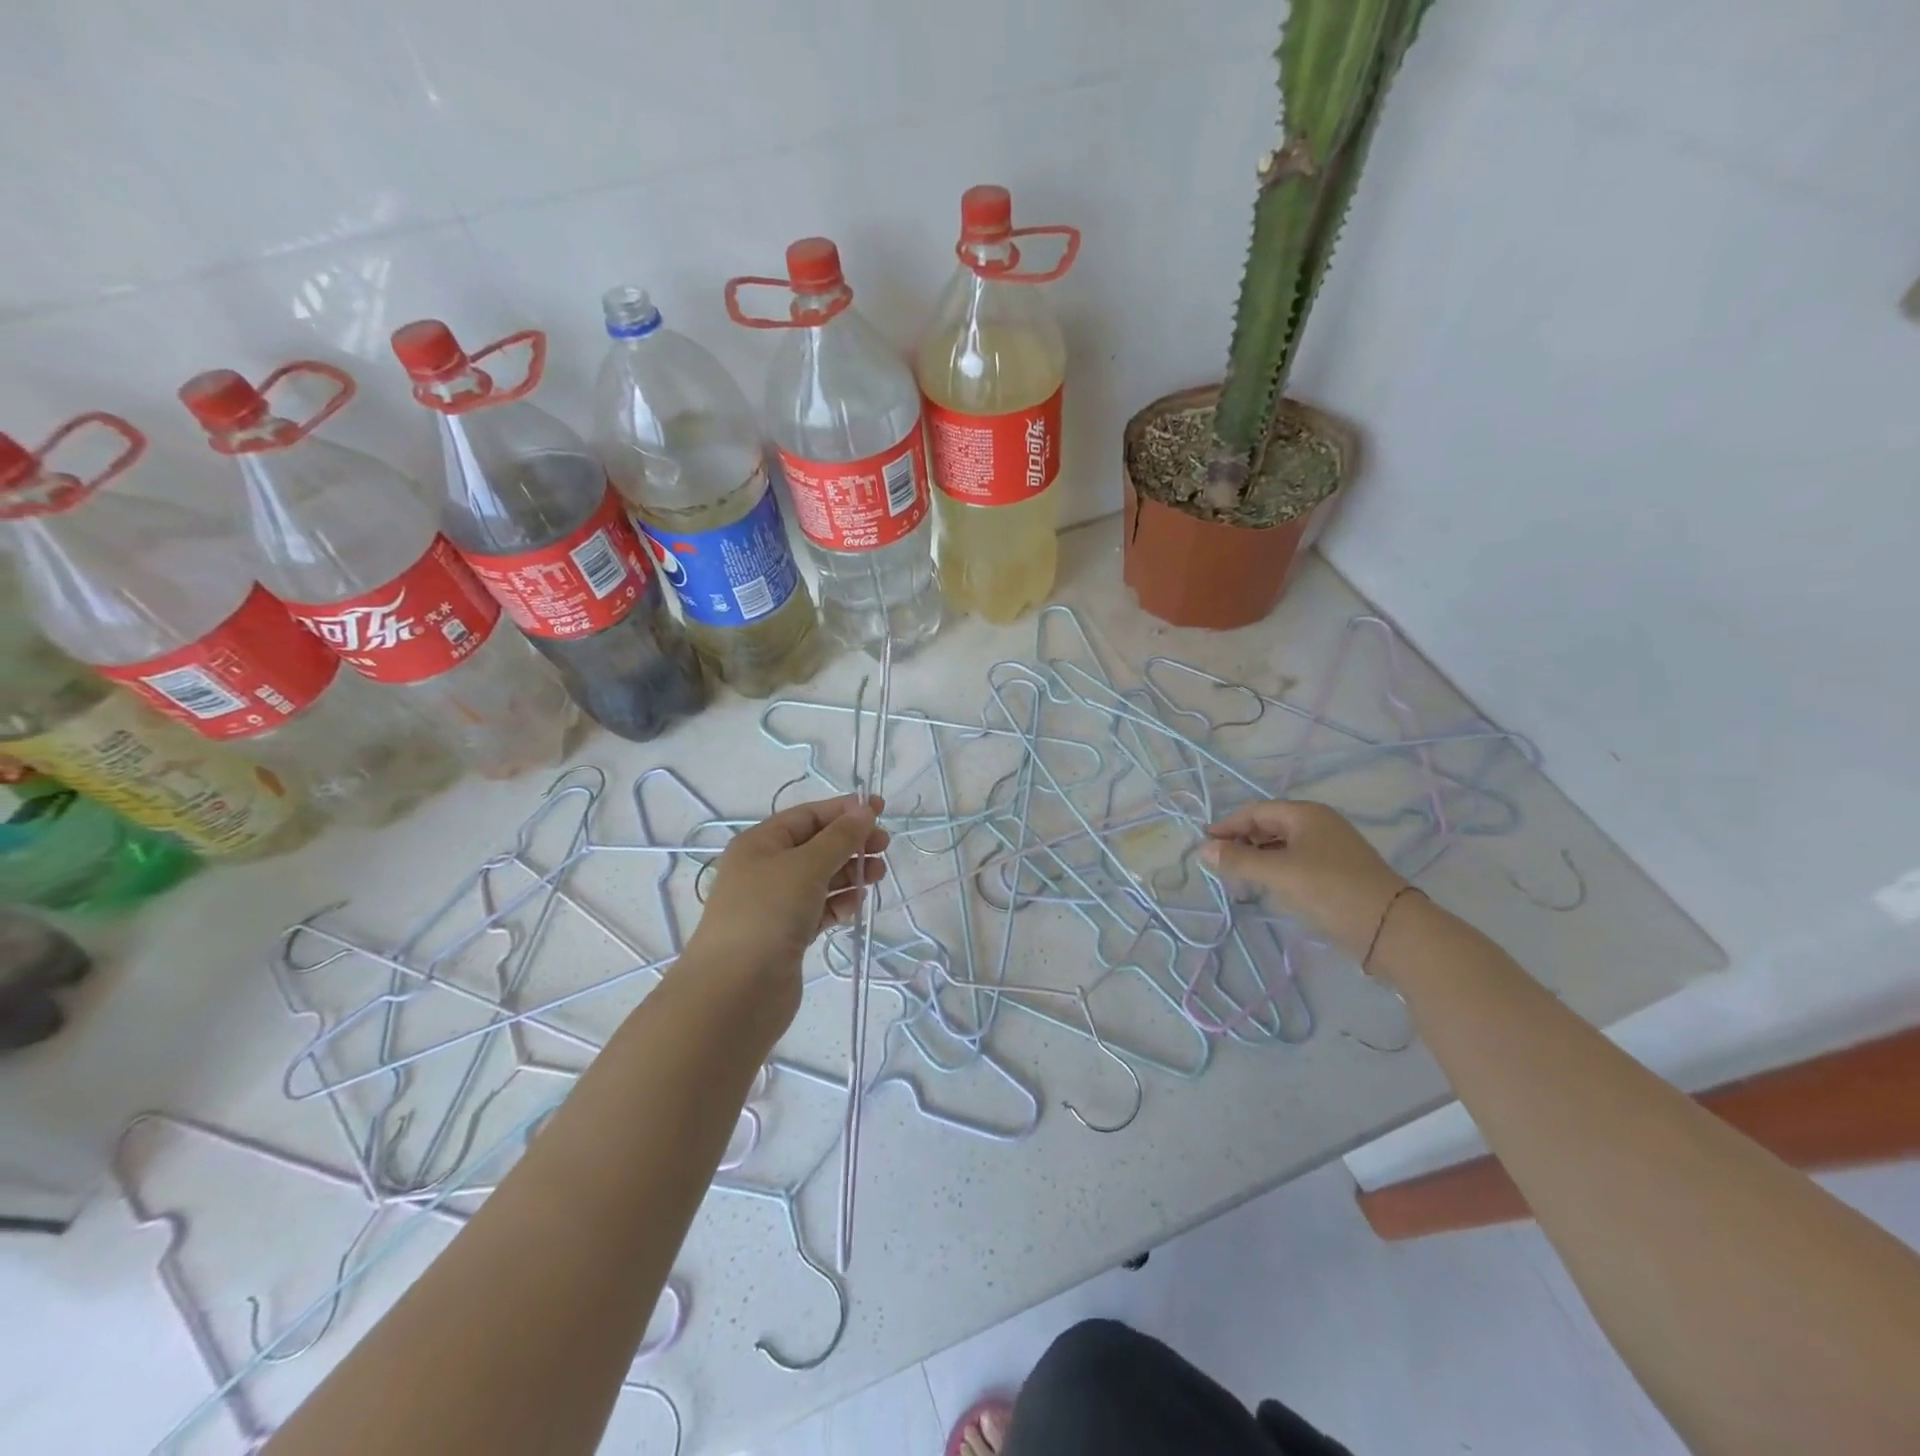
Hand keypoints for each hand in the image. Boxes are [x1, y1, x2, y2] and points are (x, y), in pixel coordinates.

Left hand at [685, 795, 889, 987]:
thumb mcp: (807, 865)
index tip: (880, 811)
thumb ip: (840, 837)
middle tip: (884, 848)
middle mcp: (765, 869)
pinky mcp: (786, 934)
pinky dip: (838, 904)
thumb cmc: (768, 913)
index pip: (807, 816)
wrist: (736, 990)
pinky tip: (854, 908)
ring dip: (850, 874)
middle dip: (851, 844)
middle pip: (816, 846)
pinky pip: (819, 909)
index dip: (844, 811)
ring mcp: (775, 904)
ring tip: (876, 878)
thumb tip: (865, 811)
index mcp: (760, 843)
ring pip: (821, 879)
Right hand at [1199, 800, 1406, 960]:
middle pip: (1269, 826)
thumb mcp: (1278, 873)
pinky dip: (1276, 870)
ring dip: (1257, 858)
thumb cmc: (1329, 890)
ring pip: (1283, 846)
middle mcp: (1320, 824)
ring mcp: (1332, 849)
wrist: (1391, 929)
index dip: (1228, 826)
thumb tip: (1204, 849)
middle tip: (1219, 864)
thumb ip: (1238, 860)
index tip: (1205, 846)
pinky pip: (1297, 862)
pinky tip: (1268, 888)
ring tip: (1238, 878)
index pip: (1256, 811)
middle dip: (1242, 842)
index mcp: (1306, 814)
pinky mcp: (1339, 873)